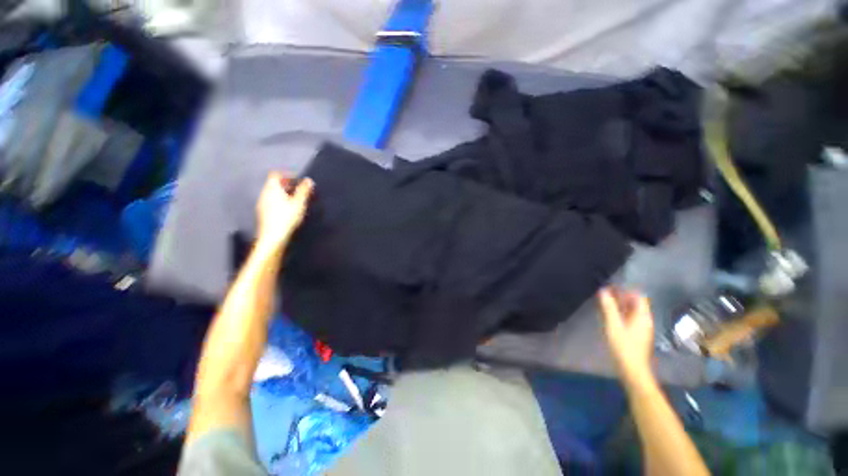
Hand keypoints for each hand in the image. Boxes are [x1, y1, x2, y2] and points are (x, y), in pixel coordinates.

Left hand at [256, 173, 313, 251]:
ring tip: (295, 199)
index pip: (276, 175)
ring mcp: (262, 204)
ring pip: (272, 193)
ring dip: (283, 193)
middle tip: (298, 189)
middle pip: (273, 184)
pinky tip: (287, 209)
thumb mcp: (299, 203)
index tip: (297, 179)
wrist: (273, 236)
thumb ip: (304, 191)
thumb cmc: (286, 218)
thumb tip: (308, 180)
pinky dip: (279, 201)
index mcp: (272, 189)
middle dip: (286, 184)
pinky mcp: (263, 213)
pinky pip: (271, 201)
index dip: (286, 175)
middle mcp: (264, 194)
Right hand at [598, 288, 654, 383]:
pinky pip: (629, 319)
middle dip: (620, 297)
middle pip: (634, 303)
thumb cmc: (623, 346)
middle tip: (603, 294)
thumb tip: (603, 290)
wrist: (632, 370)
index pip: (638, 296)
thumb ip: (608, 308)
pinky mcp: (636, 335)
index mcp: (642, 316)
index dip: (625, 290)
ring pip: (631, 311)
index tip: (610, 288)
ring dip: (618, 306)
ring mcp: (641, 328)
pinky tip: (608, 317)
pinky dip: (619, 314)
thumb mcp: (613, 325)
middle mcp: (644, 320)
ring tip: (603, 304)